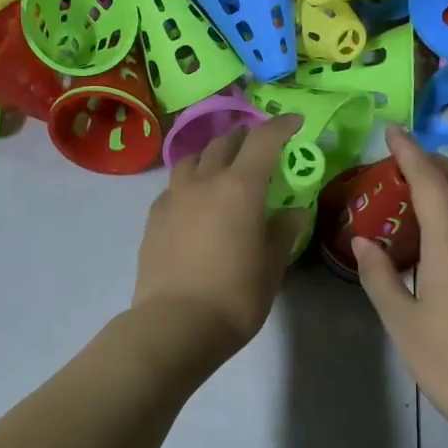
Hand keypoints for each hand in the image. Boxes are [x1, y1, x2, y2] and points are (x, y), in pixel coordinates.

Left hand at [132, 115, 309, 361]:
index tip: (294, 123)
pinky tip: (193, 202)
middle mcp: (203, 182)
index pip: (263, 140)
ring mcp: (172, 198)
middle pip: (224, 143)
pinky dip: (188, 183)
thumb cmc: (234, 298)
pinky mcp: (152, 219)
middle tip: (258, 147)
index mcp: (240, 188)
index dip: (281, 126)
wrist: (174, 324)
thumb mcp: (271, 267)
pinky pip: (173, 187)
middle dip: (245, 138)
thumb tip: (292, 212)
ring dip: (211, 156)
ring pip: (191, 159)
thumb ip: (282, 233)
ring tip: (221, 169)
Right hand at [354, 125, 447, 436]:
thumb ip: (379, 275)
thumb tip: (363, 241)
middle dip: (439, 161)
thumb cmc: (446, 360)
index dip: (411, 153)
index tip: (392, 132)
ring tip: (427, 188)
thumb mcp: (400, 320)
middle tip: (409, 159)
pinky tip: (447, 231)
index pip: (431, 185)